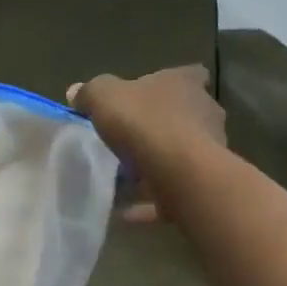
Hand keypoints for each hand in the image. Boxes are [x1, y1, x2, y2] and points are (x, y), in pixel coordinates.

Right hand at [68, 67, 225, 221]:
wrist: (179, 172)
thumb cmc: (144, 123)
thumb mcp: (104, 97)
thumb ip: (90, 93)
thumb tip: (76, 92)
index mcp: (185, 84)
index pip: (189, 74)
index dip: (170, 83)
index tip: (150, 95)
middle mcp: (205, 112)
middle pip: (186, 115)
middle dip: (161, 126)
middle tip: (130, 140)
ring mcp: (210, 150)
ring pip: (181, 154)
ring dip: (157, 165)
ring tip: (125, 180)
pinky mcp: (203, 183)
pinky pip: (172, 191)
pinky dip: (151, 201)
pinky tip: (126, 212)